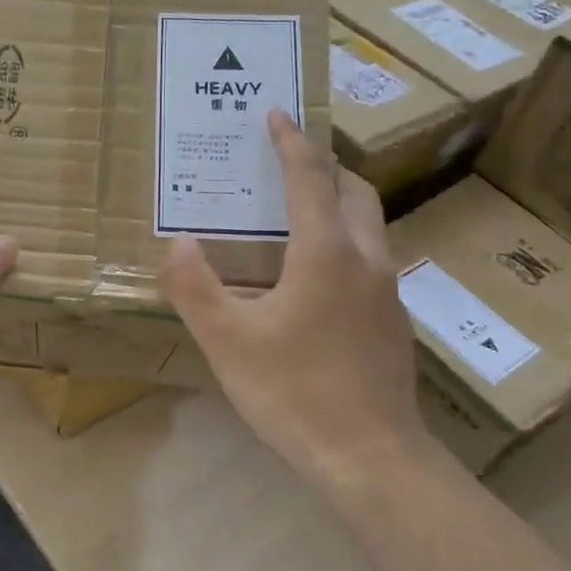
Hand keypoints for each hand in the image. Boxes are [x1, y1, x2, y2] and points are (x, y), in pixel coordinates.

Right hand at [160, 110, 428, 491]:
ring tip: (298, 212)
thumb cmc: (294, 393)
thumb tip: (178, 243)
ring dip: (338, 204)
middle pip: (354, 192)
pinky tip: (314, 278)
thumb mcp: (228, 341)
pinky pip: (369, 259)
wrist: (370, 457)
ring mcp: (387, 291)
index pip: (310, 177)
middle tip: (289, 161)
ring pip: (369, 226)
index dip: (291, 141)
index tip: (276, 113)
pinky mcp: (393, 321)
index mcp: (325, 252)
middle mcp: (365, 259)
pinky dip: (344, 242)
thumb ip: (195, 287)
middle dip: (324, 166)